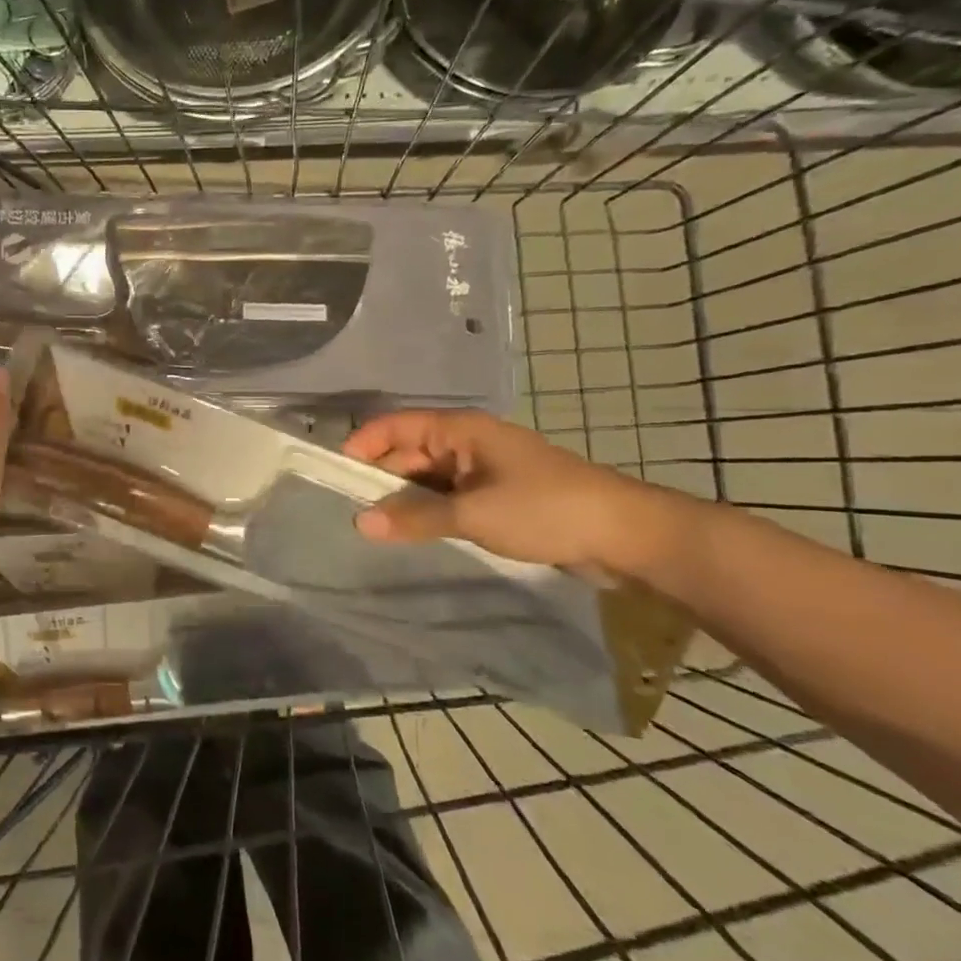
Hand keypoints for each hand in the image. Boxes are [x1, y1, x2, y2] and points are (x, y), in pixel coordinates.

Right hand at [342, 409, 668, 571]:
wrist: (625, 535)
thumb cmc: (545, 509)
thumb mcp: (473, 514)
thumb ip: (413, 518)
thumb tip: (359, 523)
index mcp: (461, 430)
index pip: (395, 426)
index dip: (363, 445)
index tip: (335, 475)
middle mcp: (467, 443)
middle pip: (408, 453)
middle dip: (380, 479)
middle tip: (349, 511)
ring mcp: (482, 470)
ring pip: (427, 478)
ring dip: (404, 499)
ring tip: (374, 526)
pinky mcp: (496, 496)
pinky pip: (448, 497)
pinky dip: (428, 511)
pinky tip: (412, 532)